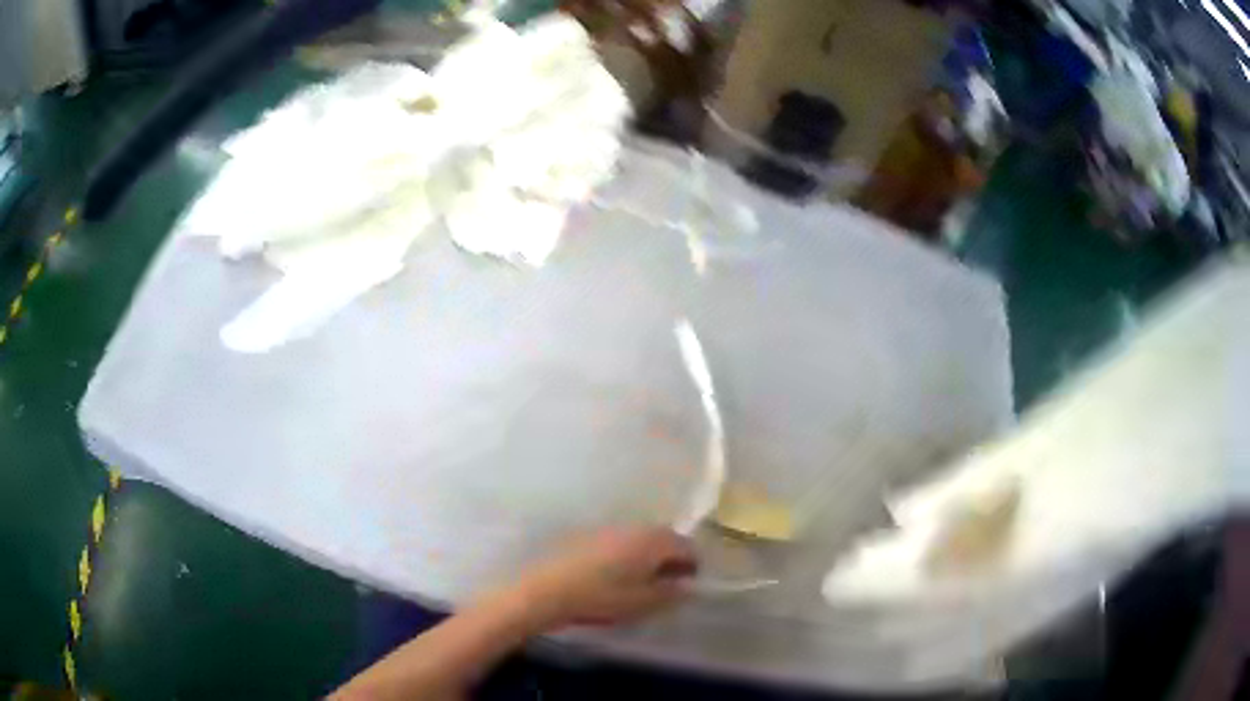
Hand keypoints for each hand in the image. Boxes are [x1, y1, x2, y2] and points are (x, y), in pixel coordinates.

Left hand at [515, 527, 696, 629]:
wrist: (547, 589)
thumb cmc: (600, 597)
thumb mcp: (642, 603)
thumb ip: (670, 593)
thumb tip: (687, 586)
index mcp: (653, 541)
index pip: (686, 546)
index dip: (692, 566)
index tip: (688, 585)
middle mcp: (635, 528)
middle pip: (664, 538)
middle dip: (671, 559)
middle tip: (668, 584)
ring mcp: (610, 528)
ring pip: (641, 538)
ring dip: (649, 555)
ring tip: (642, 581)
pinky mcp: (589, 534)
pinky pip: (621, 541)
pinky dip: (627, 554)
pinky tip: (615, 575)